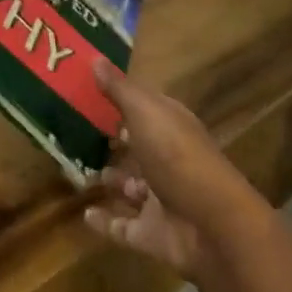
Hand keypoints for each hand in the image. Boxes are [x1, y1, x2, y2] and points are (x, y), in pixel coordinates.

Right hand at [82, 58, 268, 280]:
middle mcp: (168, 159)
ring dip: (112, 180)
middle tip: (79, 134)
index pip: (146, 108)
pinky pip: (124, 227)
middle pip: (138, 147)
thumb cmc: (177, 157)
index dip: (122, 100)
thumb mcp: (145, 113)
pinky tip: (85, 214)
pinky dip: (106, 222)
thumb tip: (94, 57)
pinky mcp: (153, 234)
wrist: (212, 227)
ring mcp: (161, 199)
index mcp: (171, 126)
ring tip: (80, 172)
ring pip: (132, 186)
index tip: (90, 92)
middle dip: (115, 142)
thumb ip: (119, 89)